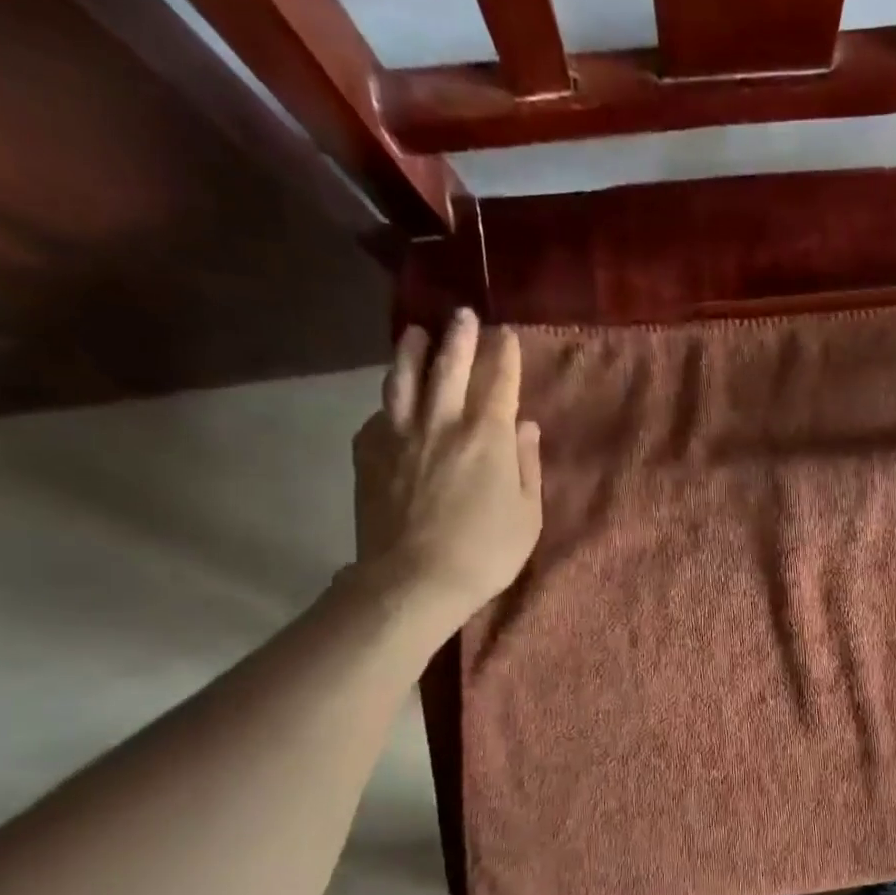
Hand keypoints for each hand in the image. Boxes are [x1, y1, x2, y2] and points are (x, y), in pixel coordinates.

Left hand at [352, 310, 541, 626]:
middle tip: (463, 315)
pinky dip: (390, 400)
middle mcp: (441, 422)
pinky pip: (379, 414)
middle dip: (459, 337)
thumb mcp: (527, 514)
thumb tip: (524, 426)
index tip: (505, 334)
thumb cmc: (485, 552)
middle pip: (449, 367)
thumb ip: (526, 465)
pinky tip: (392, 401)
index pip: (498, 382)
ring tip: (415, 334)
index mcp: (486, 436)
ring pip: (403, 379)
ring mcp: (399, 434)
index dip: (503, 355)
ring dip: (412, 351)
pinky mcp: (368, 452)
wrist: (413, 579)